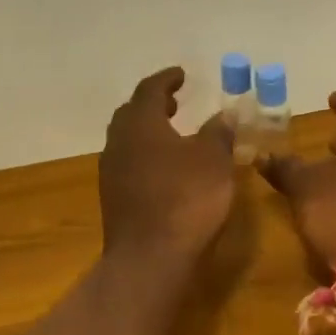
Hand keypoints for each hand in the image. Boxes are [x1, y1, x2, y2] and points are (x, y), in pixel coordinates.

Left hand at [99, 67, 236, 262]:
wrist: (150, 259)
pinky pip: (128, 164)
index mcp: (141, 124)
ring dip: (148, 132)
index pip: (149, 90)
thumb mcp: (214, 161)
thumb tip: (224, 114)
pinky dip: (146, 156)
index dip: (167, 79)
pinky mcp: (113, 200)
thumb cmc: (186, 199)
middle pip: (131, 113)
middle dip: (152, 104)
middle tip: (174, 102)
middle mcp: (119, 143)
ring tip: (173, 135)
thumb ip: (218, 133)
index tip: (182, 75)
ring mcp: (111, 173)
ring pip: (127, 140)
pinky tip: (166, 170)